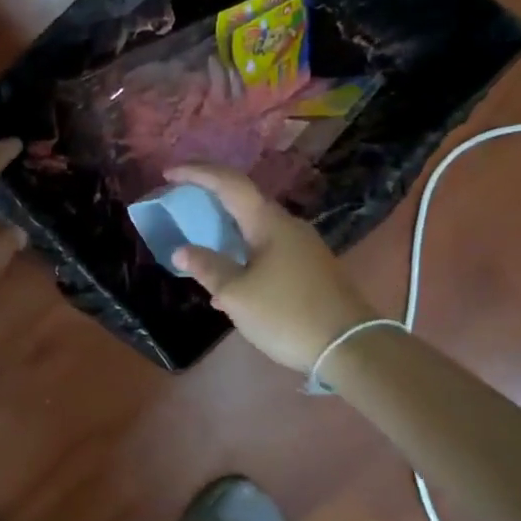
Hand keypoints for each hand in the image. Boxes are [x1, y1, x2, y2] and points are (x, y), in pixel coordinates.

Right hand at [164, 164, 377, 371]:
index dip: (196, 173)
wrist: (351, 347)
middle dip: (211, 197)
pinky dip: (242, 254)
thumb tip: (183, 250)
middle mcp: (287, 225)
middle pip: (244, 201)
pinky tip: (230, 284)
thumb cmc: (288, 314)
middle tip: (182, 200)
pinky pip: (267, 250)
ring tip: (200, 244)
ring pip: (255, 228)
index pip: (228, 183)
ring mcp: (303, 246)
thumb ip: (208, 268)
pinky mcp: (310, 268)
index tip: (168, 173)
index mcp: (267, 222)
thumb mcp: (237, 294)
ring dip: (226, 230)